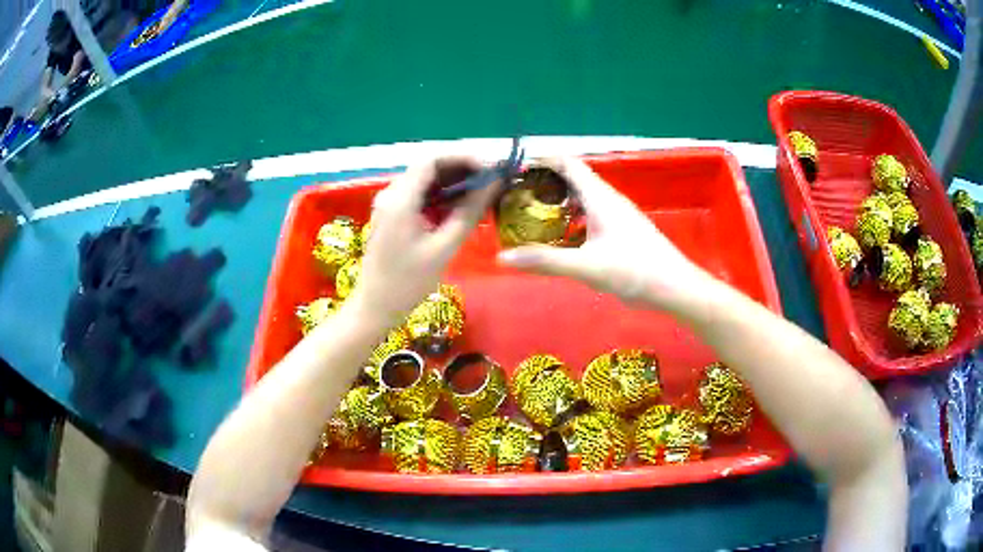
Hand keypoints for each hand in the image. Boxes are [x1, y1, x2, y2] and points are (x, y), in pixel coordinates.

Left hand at [352, 157, 499, 324]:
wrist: (376, 306)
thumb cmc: (409, 282)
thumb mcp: (445, 246)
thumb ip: (470, 210)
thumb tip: (494, 183)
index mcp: (400, 199)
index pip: (432, 160)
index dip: (463, 158)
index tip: (490, 169)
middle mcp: (391, 193)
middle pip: (429, 167)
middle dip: (461, 170)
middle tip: (491, 182)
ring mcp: (389, 203)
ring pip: (425, 181)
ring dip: (453, 183)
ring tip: (482, 193)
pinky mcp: (391, 214)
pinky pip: (419, 195)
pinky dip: (441, 196)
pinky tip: (461, 207)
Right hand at [497, 157, 714, 314]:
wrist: (675, 288)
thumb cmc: (634, 271)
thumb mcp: (586, 266)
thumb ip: (545, 261)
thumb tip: (502, 257)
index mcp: (600, 198)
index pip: (568, 164)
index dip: (542, 160)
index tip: (515, 170)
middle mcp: (609, 200)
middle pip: (574, 179)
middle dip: (545, 183)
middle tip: (516, 195)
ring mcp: (618, 215)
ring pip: (583, 199)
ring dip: (559, 202)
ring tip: (532, 215)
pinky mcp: (623, 230)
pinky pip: (592, 215)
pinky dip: (572, 219)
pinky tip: (562, 239)